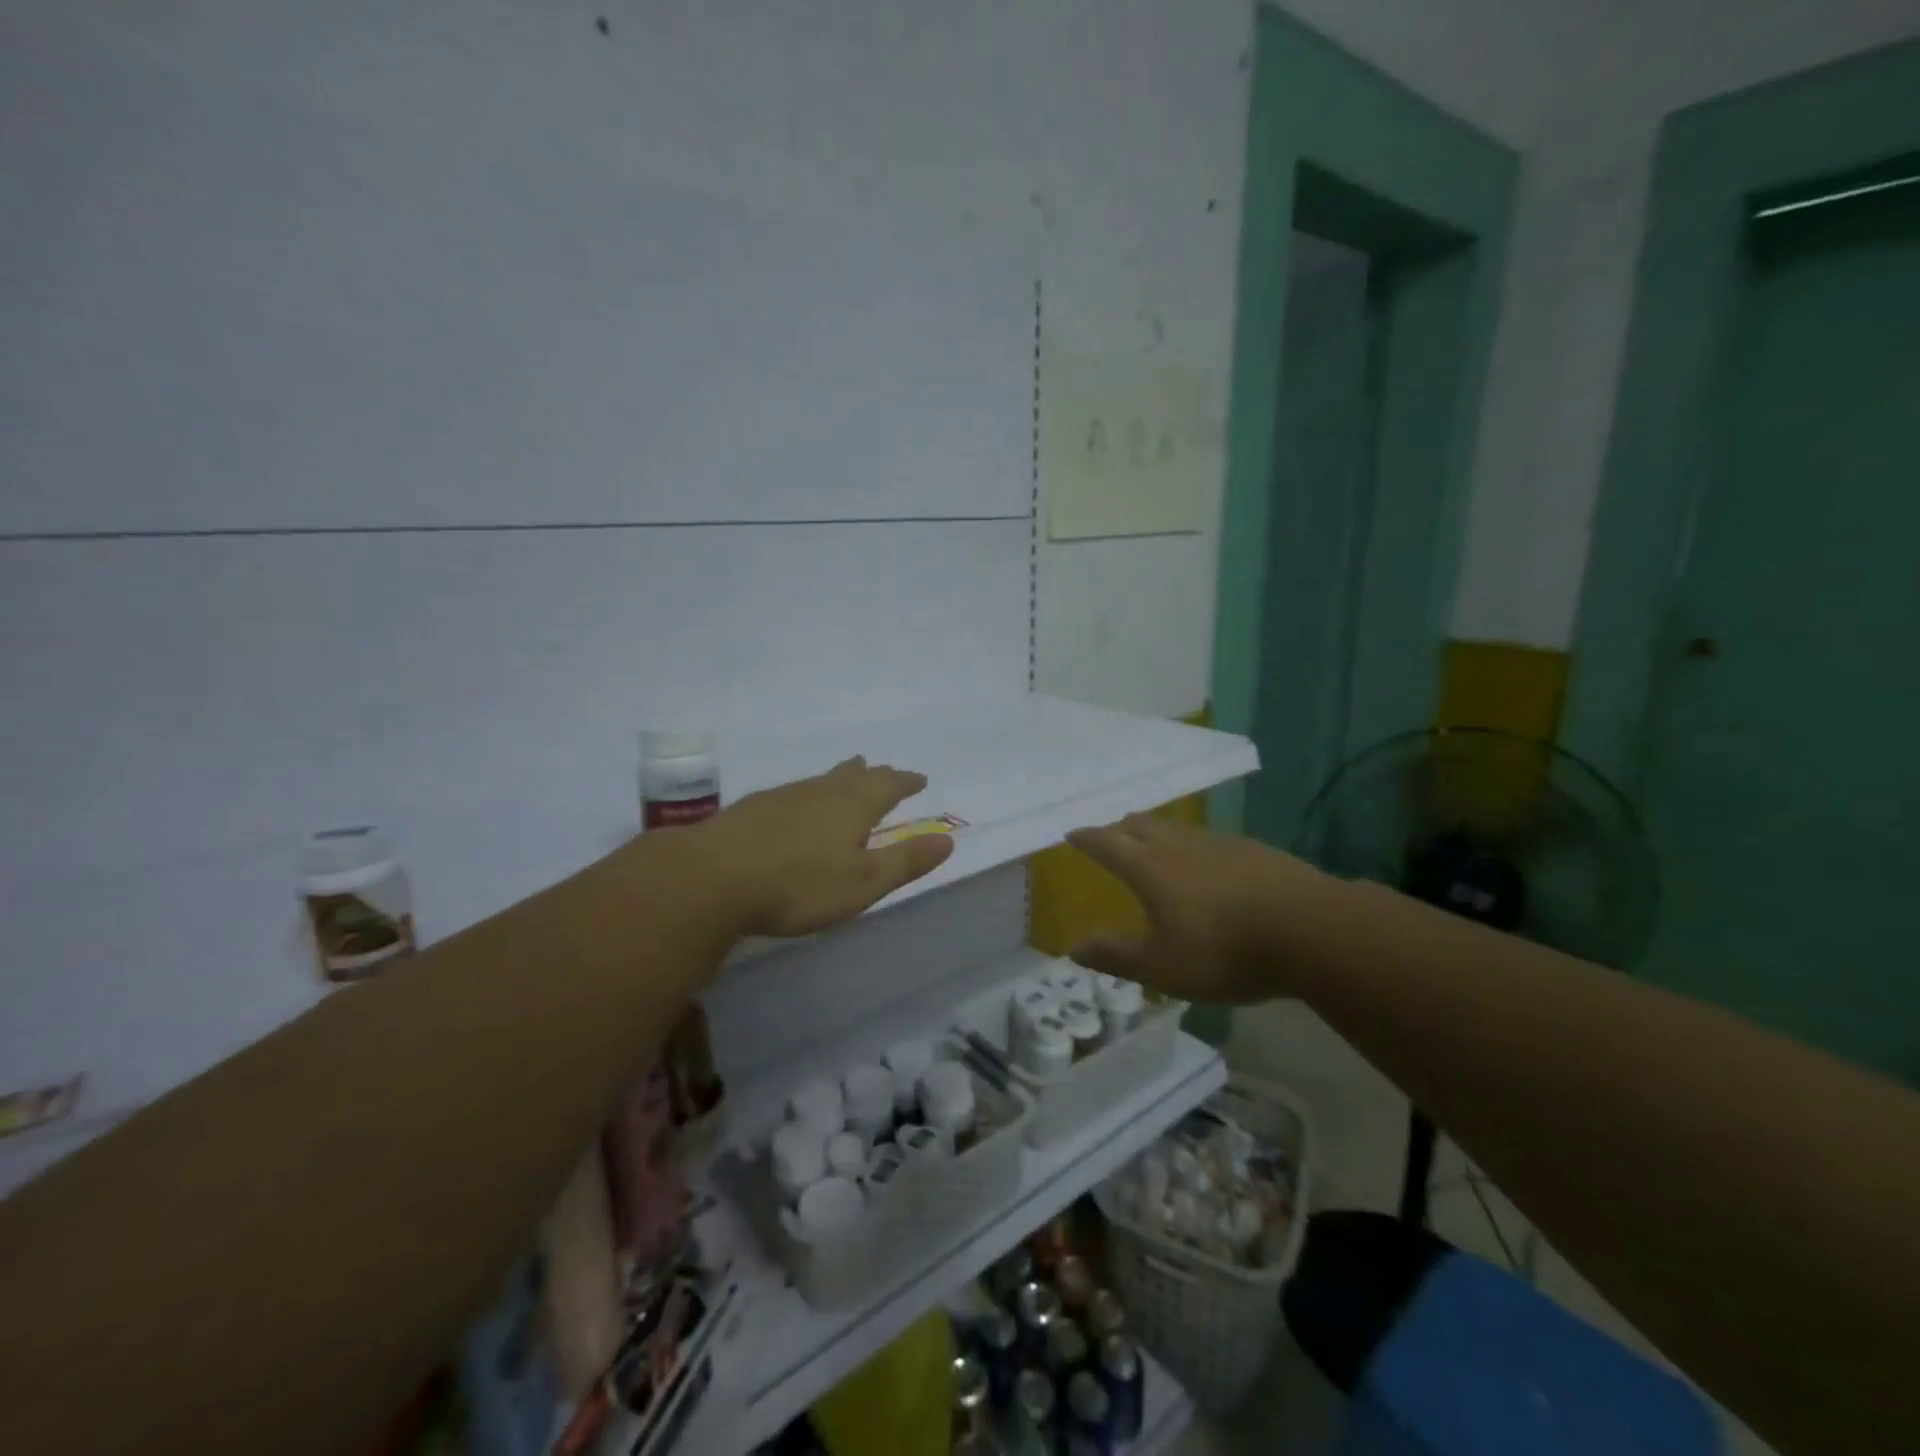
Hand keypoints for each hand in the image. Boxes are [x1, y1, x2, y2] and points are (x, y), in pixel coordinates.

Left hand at [693, 757, 953, 937]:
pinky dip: (809, 792)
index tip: (919, 778)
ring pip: (821, 780)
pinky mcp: (753, 809)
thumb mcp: (863, 882)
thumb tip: (947, 840)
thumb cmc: (799, 885)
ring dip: (840, 777)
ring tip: (848, 773)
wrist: (713, 878)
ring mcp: (783, 797)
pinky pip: (794, 792)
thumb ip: (905, 861)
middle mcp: (820, 792)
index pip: (888, 787)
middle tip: (883, 768)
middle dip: (874, 775)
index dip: (905, 783)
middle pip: (853, 777)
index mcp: (852, 807)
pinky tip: (797, 803)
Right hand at [1065, 814, 1327, 1002]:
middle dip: (1119, 828)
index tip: (1071, 835)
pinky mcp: (1252, 849)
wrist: (1311, 930)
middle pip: (1140, 825)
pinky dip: (1191, 845)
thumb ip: (1116, 956)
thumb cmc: (1225, 951)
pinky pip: (1208, 839)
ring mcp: (1218, 843)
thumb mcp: (1163, 967)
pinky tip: (1206, 862)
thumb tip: (1073, 947)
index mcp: (1149, 868)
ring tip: (1152, 844)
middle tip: (1110, 836)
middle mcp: (1178, 846)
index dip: (1086, 838)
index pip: (1106, 843)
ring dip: (1155, 832)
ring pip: (1175, 828)